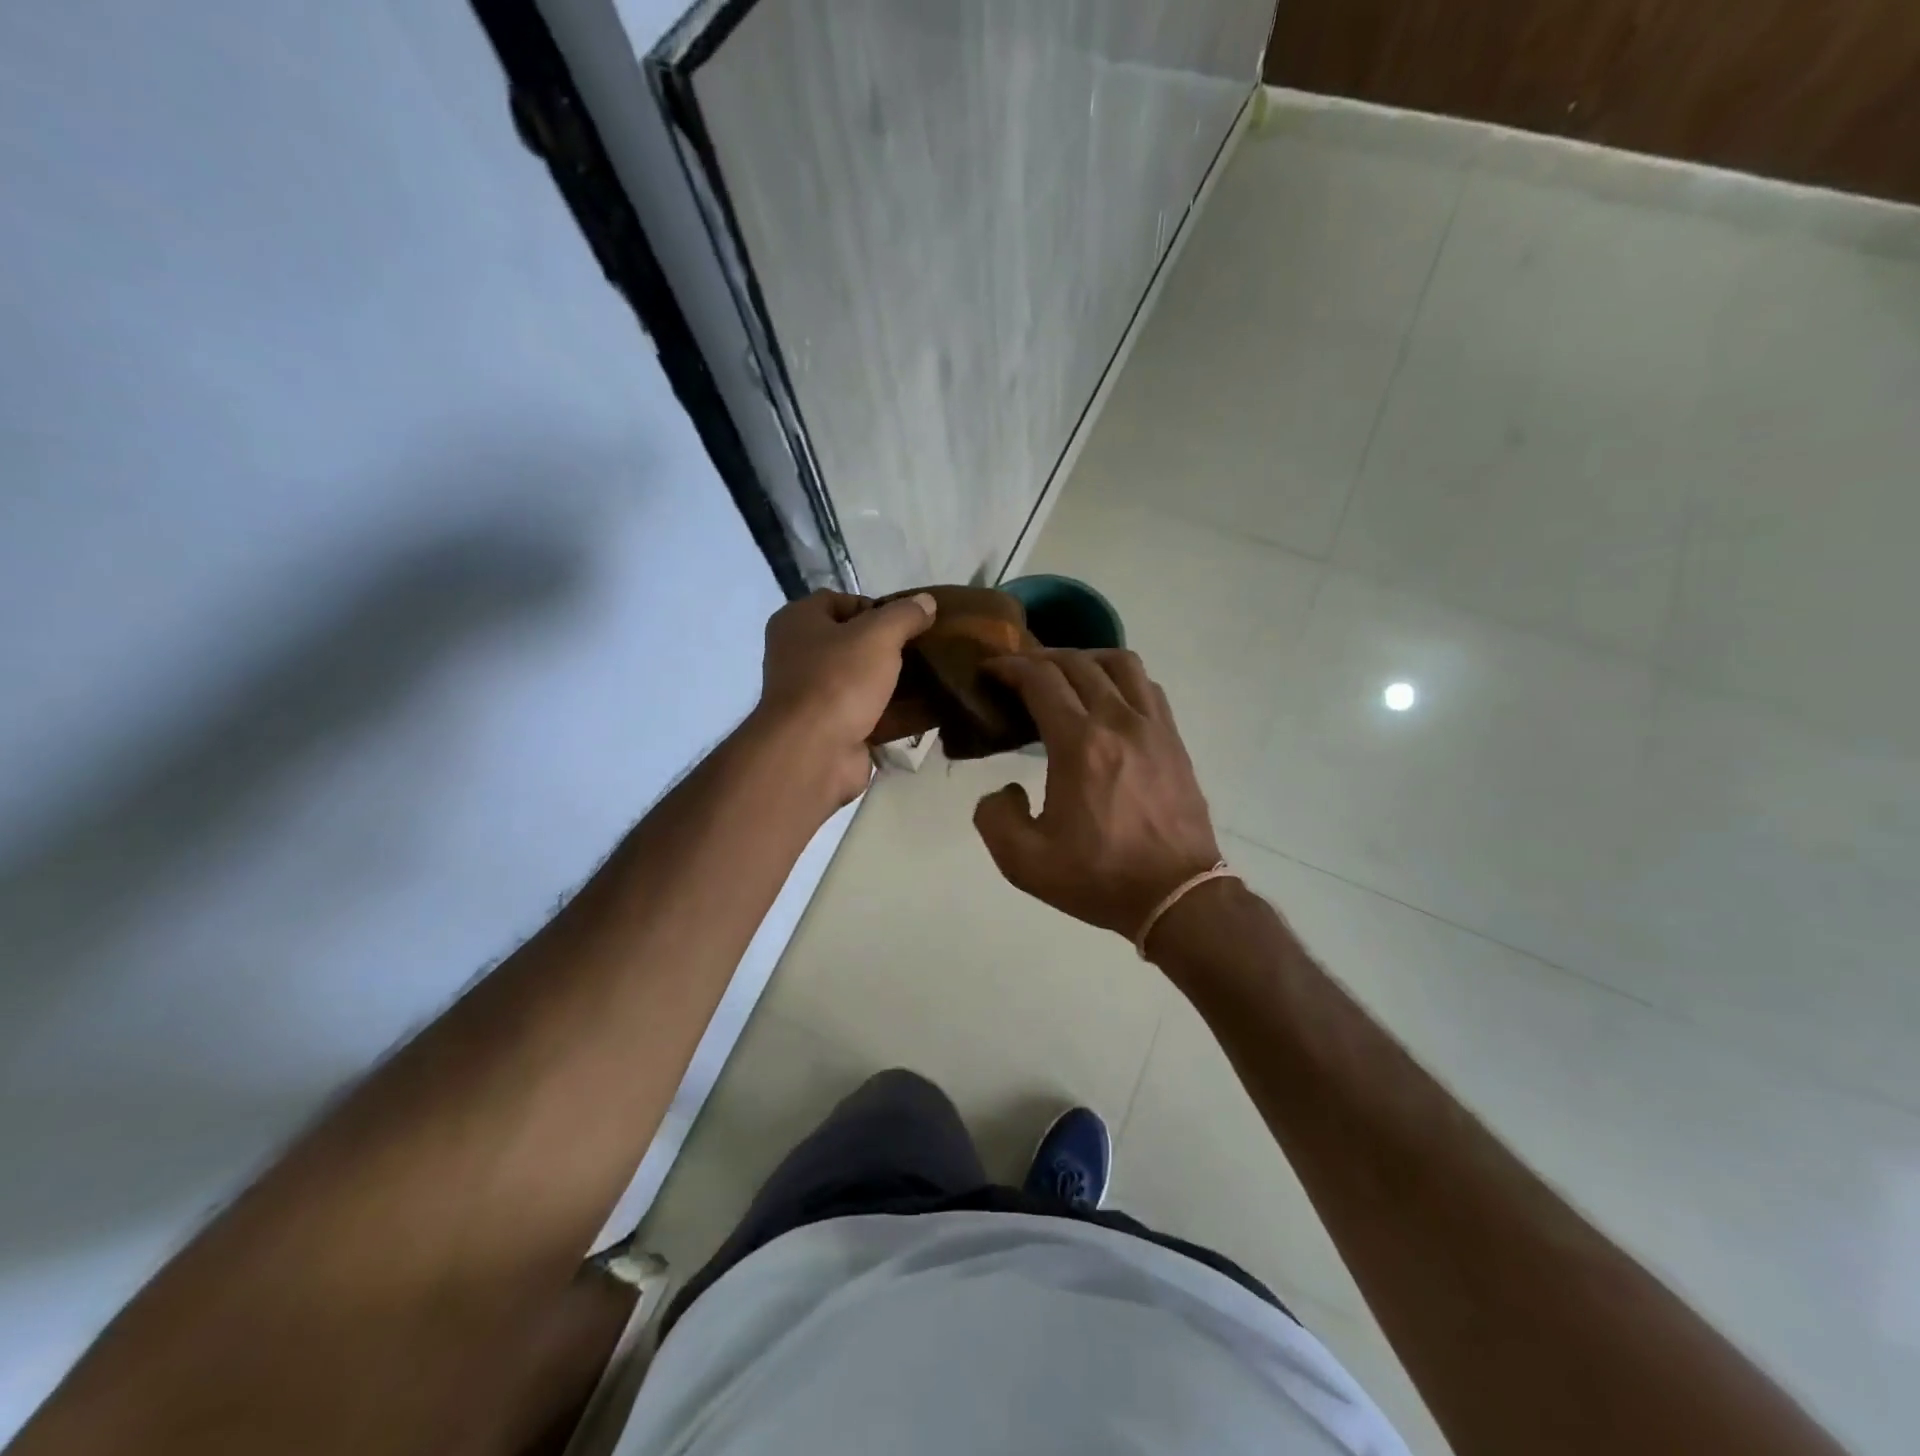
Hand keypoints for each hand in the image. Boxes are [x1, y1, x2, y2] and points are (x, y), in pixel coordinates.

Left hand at [754, 590, 935, 806]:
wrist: (813, 752)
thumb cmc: (838, 680)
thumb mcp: (878, 635)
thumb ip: (905, 615)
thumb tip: (926, 601)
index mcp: (798, 622)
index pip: (837, 600)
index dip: (873, 605)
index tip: (907, 620)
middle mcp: (799, 656)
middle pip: (852, 642)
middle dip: (889, 646)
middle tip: (925, 648)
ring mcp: (814, 696)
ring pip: (863, 680)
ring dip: (895, 681)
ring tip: (934, 675)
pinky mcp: (832, 729)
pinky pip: (870, 714)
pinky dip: (895, 713)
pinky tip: (928, 709)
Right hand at [973, 650, 1221, 941]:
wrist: (1177, 896)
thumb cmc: (1100, 878)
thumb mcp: (1025, 862)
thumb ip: (994, 817)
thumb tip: (1004, 789)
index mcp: (1080, 744)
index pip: (1040, 680)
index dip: (1009, 667)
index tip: (990, 670)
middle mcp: (1118, 721)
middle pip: (1077, 663)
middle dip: (1040, 657)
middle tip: (1018, 672)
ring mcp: (1153, 727)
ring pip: (1120, 663)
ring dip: (1085, 658)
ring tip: (1065, 675)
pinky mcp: (1174, 740)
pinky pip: (1147, 687)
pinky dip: (1121, 678)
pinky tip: (1108, 698)